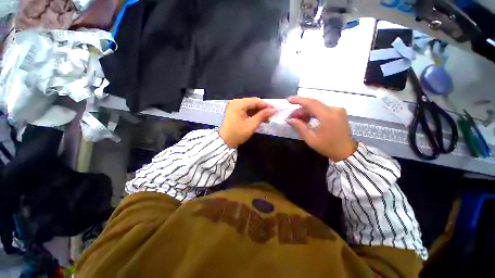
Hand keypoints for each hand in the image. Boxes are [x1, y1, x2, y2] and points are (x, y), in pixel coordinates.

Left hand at [219, 98, 275, 148]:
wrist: (224, 141)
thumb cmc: (238, 133)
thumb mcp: (252, 124)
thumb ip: (262, 115)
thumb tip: (273, 110)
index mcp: (238, 104)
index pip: (255, 101)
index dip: (266, 105)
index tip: (275, 109)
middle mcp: (235, 102)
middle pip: (252, 102)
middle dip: (262, 109)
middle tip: (271, 115)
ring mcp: (233, 106)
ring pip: (249, 106)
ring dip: (258, 112)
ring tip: (266, 118)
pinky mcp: (233, 111)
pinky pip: (245, 110)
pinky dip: (252, 114)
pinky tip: (258, 118)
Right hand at [287, 97, 356, 161]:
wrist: (346, 151)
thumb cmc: (327, 147)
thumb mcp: (310, 139)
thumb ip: (299, 127)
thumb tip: (289, 120)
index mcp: (328, 116)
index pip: (311, 103)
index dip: (298, 100)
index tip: (288, 100)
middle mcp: (334, 109)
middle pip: (313, 104)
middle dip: (300, 109)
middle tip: (291, 117)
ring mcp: (338, 110)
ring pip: (317, 106)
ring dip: (306, 111)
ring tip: (297, 119)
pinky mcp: (338, 112)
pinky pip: (322, 109)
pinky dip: (313, 112)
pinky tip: (307, 118)